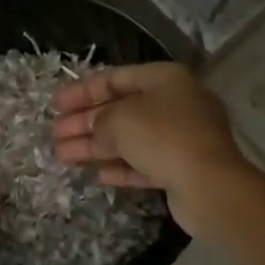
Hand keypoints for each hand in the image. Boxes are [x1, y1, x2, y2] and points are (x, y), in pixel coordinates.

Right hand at [52, 62, 249, 237]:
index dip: (82, 90)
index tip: (54, 105)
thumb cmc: (163, 137)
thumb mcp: (120, 121)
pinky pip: (143, 163)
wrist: (210, 186)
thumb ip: (98, 123)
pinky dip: (119, 166)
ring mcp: (180, 137)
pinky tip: (95, 174)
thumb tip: (94, 132)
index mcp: (164, 79)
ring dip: (95, 146)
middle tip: (54, 133)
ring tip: (61, 156)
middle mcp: (175, 103)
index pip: (115, 78)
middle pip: (121, 109)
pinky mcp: (181, 169)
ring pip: (129, 138)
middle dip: (85, 122)